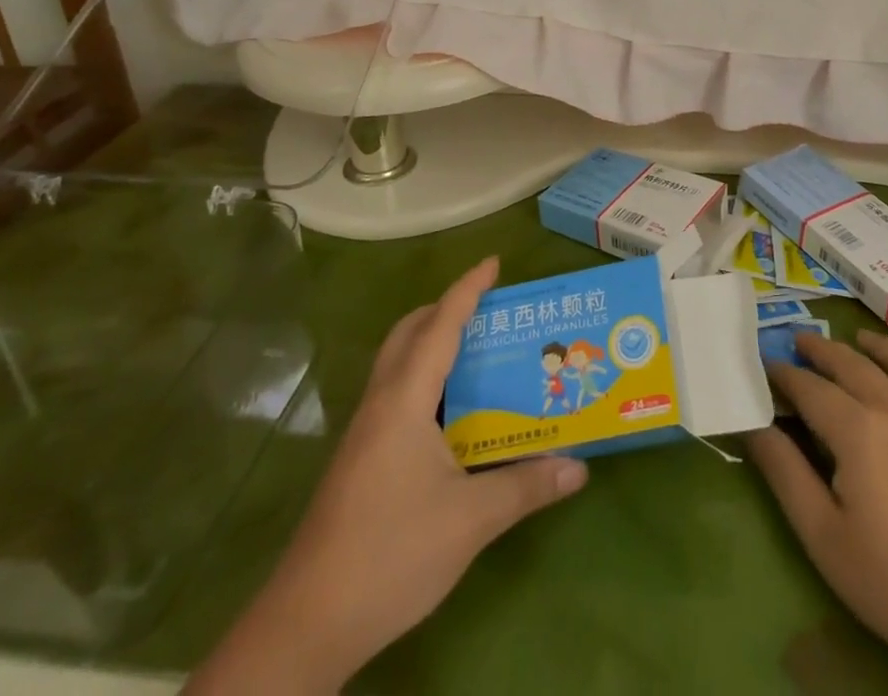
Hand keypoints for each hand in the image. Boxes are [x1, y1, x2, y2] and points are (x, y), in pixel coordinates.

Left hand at [187, 257, 587, 692]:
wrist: (308, 624)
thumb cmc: (391, 554)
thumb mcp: (471, 520)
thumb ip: (526, 486)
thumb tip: (579, 467)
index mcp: (405, 400)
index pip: (440, 326)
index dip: (468, 290)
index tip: (494, 262)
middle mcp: (381, 404)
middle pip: (408, 333)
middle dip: (445, 309)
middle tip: (488, 310)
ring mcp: (364, 432)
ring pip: (397, 364)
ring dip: (431, 343)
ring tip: (477, 353)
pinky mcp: (359, 460)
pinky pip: (395, 394)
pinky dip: (424, 379)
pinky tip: (451, 415)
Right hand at [747, 329, 887, 673]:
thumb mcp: (826, 538)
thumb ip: (786, 474)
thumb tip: (754, 425)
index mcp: (857, 429)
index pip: (810, 388)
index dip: (784, 374)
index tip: (765, 365)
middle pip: (852, 364)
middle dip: (821, 349)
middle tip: (800, 339)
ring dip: (876, 346)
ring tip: (859, 340)